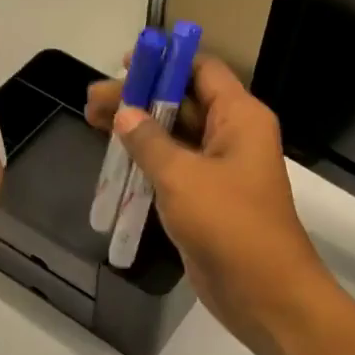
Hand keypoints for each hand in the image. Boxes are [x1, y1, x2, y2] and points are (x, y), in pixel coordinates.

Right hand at [86, 56, 333, 348]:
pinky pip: (174, 168)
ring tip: (91, 121)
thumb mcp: (182, 176)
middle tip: (91, 101)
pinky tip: (113, 158)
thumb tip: (124, 112)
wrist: (263, 292)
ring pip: (175, 136)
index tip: (124, 64)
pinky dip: (146, 160)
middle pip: (182, 102)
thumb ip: (149, 141)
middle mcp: (233, 135)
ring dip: (137, 129)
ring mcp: (220, 169)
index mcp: (240, 117)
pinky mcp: (206, 199)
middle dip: (139, 98)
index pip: (202, 70)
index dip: (164, 62)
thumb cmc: (229, 224)